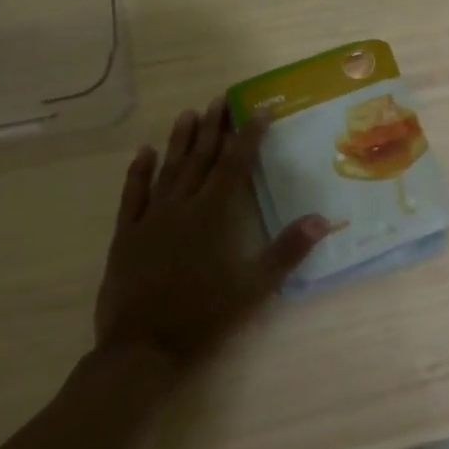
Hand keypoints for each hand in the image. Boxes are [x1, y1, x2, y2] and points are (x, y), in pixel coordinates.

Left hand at [95, 99, 329, 374]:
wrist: (141, 349)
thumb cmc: (203, 317)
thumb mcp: (254, 288)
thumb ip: (287, 251)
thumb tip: (321, 219)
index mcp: (213, 216)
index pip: (235, 165)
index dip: (249, 136)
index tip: (260, 111)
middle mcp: (182, 207)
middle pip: (201, 158)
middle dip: (214, 127)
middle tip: (221, 99)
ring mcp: (150, 219)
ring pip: (167, 170)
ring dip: (180, 141)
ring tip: (189, 114)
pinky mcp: (127, 235)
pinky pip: (133, 195)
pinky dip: (138, 172)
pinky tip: (143, 152)